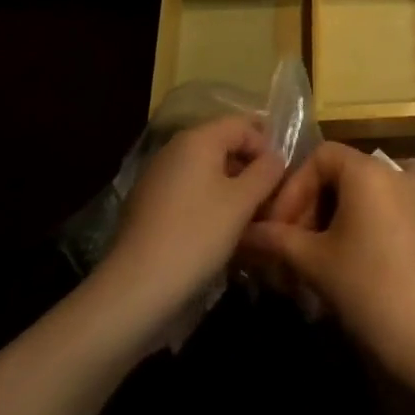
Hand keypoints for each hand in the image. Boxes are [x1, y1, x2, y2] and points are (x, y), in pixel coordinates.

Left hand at [101, 117, 285, 326]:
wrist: (135, 289)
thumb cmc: (197, 235)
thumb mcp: (242, 202)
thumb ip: (266, 172)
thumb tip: (275, 157)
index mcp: (198, 139)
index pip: (243, 125)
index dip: (266, 146)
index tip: (279, 178)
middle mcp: (174, 149)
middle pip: (223, 144)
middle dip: (248, 166)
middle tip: (267, 197)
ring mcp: (157, 176)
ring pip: (205, 169)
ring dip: (230, 186)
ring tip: (246, 217)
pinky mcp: (147, 204)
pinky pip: (188, 190)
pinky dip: (207, 200)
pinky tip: (216, 230)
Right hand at [242, 143, 414, 390]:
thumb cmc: (366, 287)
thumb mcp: (314, 262)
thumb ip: (276, 240)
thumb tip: (243, 233)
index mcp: (368, 170)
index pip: (320, 157)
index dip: (293, 187)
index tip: (276, 227)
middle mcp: (392, 173)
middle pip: (337, 174)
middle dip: (305, 208)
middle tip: (285, 249)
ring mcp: (410, 197)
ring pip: (355, 196)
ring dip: (324, 222)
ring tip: (304, 262)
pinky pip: (375, 211)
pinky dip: (349, 228)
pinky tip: (334, 265)